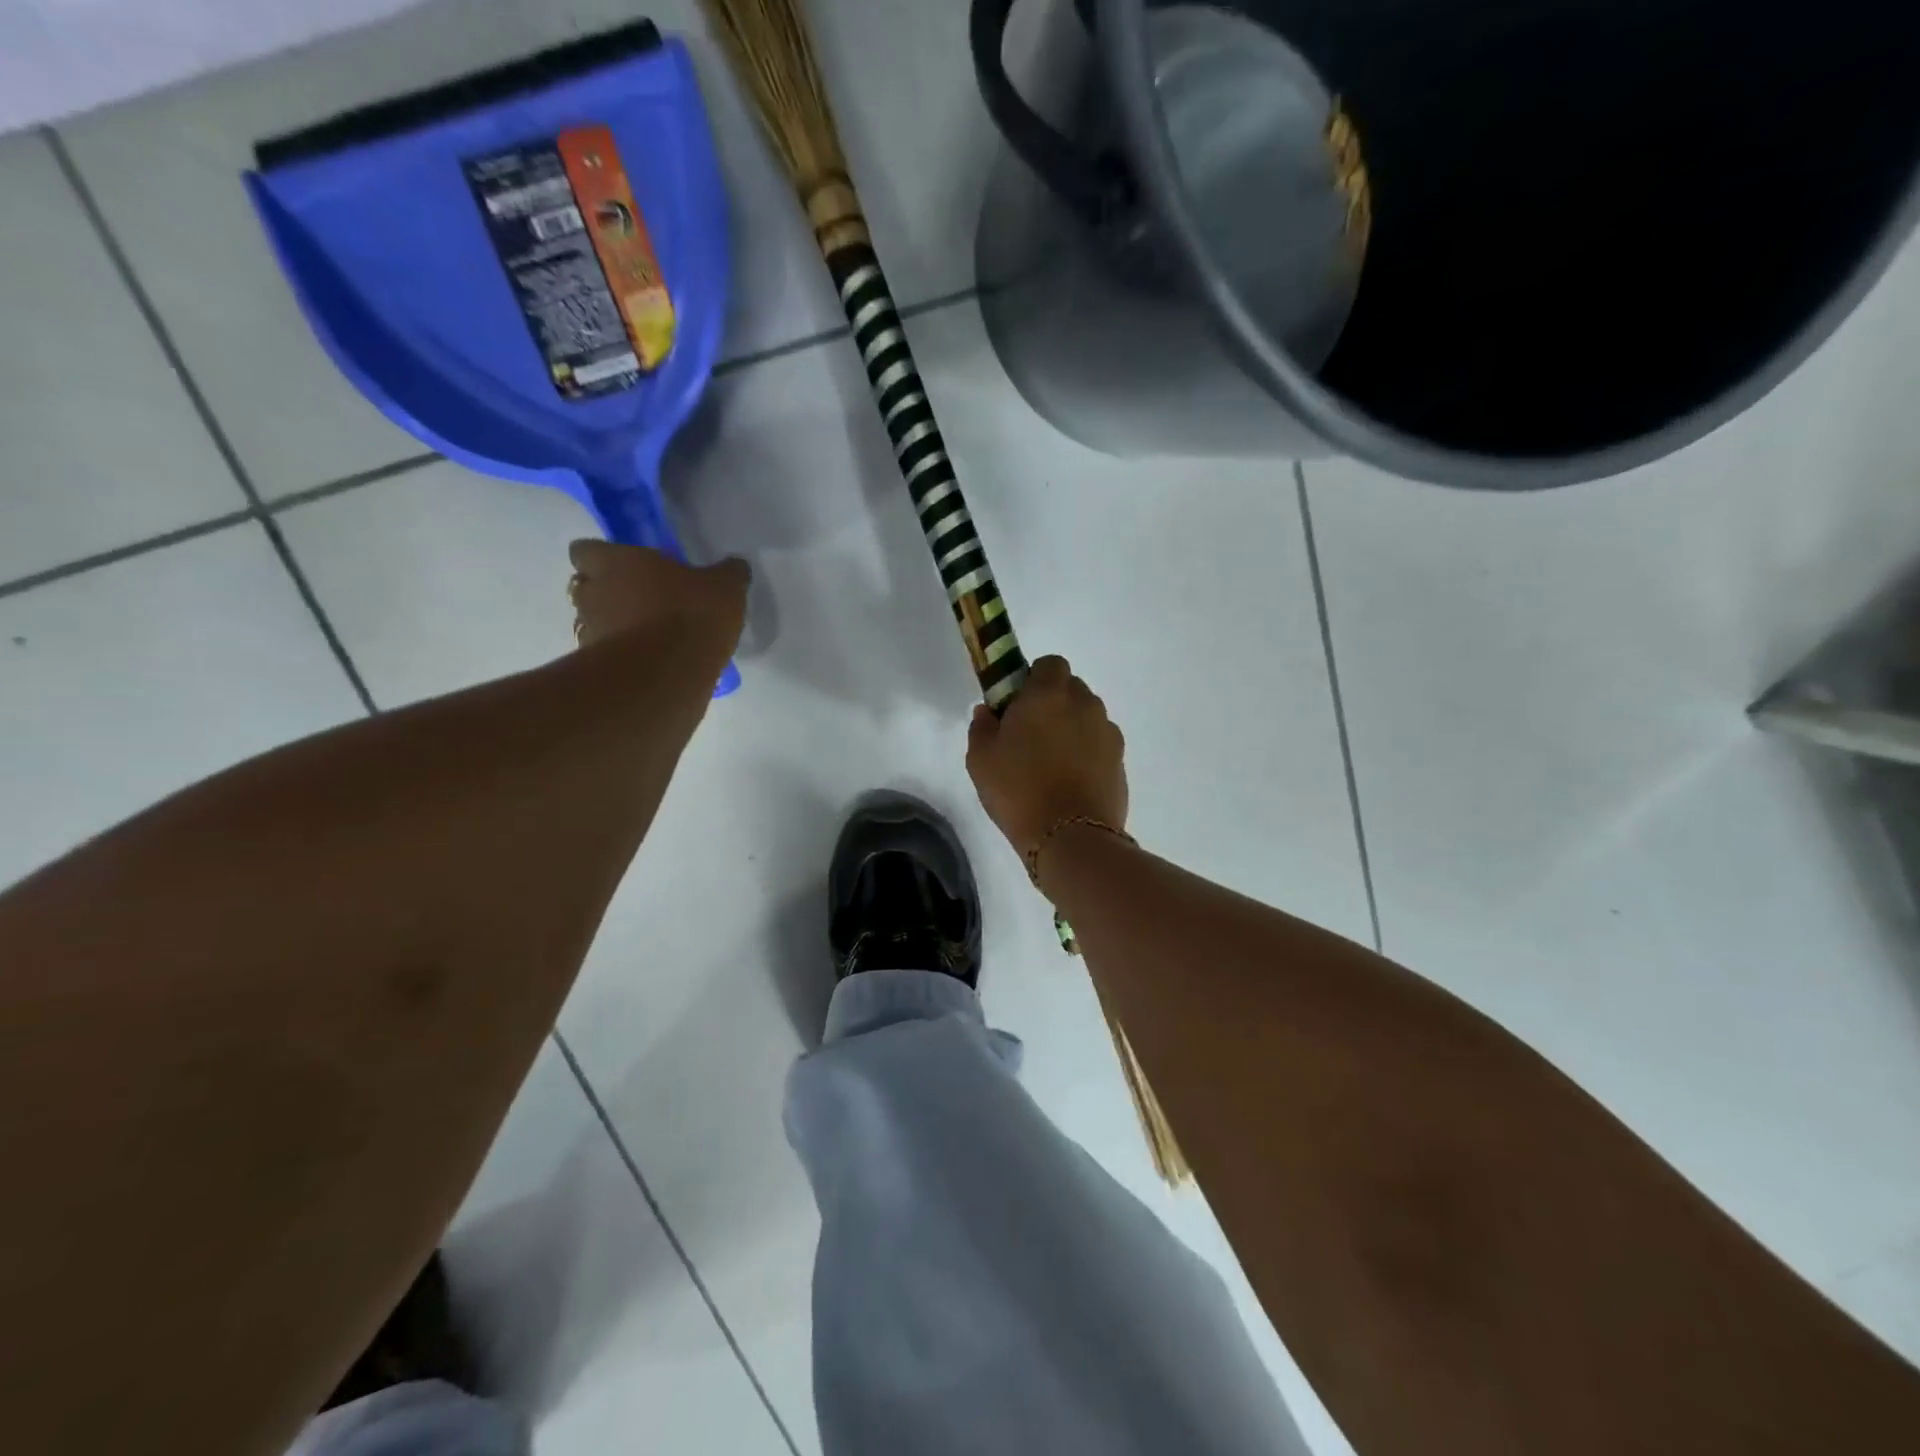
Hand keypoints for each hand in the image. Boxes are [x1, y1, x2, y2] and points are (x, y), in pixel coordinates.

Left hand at [568, 541, 748, 661]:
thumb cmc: (691, 615)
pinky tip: (650, 663)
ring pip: (592, 622)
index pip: (584, 550)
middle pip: (585, 586)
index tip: (626, 566)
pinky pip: (606, 655)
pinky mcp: (599, 668)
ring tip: (647, 637)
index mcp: (616, 562)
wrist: (668, 674)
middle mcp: (593, 593)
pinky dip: (623, 656)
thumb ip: (728, 574)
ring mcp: (591, 632)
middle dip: (606, 592)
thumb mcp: (725, 588)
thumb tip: (735, 566)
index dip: (602, 557)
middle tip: (639, 601)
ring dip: (612, 626)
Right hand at [966, 656, 1127, 860]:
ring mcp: (1107, 732)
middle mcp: (1084, 704)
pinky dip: (1087, 753)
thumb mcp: (980, 759)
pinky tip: (1070, 781)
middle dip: (1053, 703)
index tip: (1017, 705)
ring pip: (1087, 717)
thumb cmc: (1018, 790)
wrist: (1070, 837)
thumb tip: (989, 711)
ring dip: (1072, 728)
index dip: (1033, 679)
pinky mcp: (1121, 761)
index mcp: (1048, 693)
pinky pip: (1099, 744)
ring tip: (1051, 763)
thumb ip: (982, 726)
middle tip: (1030, 734)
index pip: (1049, 664)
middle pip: (1071, 689)